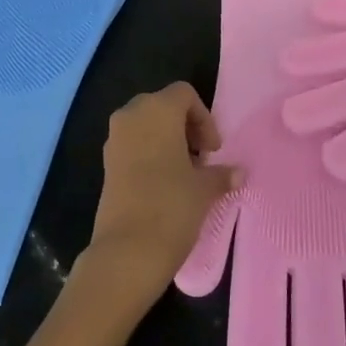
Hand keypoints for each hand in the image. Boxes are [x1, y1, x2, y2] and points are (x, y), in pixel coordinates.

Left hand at [79, 83, 236, 311]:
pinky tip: (163, 184)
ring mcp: (114, 138)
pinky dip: (149, 153)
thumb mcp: (204, 189)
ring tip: (184, 173)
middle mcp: (131, 115)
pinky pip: (132, 144)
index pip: (184, 94)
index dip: (204, 118)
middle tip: (200, 157)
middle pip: (162, 105)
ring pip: (145, 125)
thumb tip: (239, 172)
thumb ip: (221, 174)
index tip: (212, 150)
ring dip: (166, 140)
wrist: (127, 251)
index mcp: (157, 110)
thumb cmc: (172, 206)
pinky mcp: (106, 163)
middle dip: (184, 126)